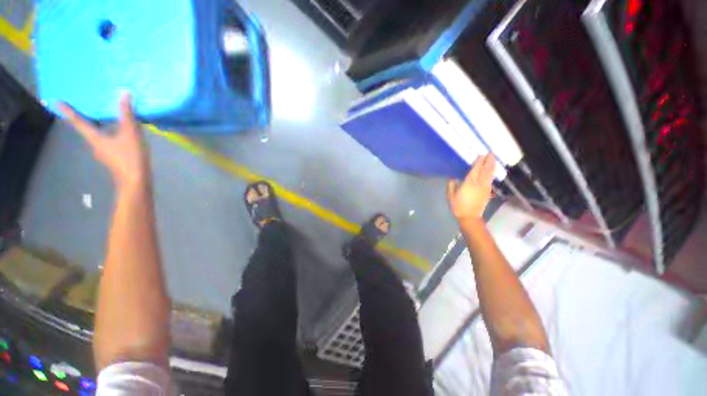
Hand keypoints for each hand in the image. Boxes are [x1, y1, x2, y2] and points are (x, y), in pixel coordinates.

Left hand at [59, 93, 149, 189]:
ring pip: (99, 136)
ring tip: (107, 119)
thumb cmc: (130, 157)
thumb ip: (127, 114)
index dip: (68, 111)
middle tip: (85, 107)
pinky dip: (112, 136)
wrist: (136, 181)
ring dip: (101, 127)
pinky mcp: (114, 159)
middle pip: (88, 129)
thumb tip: (124, 93)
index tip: (56, 102)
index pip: (78, 121)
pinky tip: (122, 135)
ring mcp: (104, 153)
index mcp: (94, 137)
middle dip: (86, 118)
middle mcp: (95, 145)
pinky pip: (109, 143)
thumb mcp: (130, 133)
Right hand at [447, 153, 495, 222]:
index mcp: (469, 183)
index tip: (482, 154)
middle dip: (489, 161)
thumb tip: (453, 178)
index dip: (479, 161)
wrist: (470, 217)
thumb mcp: (451, 196)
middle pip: (486, 170)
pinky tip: (492, 171)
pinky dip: (492, 173)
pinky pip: (490, 179)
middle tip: (491, 153)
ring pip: (490, 174)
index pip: (476, 169)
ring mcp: (485, 187)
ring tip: (493, 159)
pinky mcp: (488, 192)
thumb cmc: (458, 206)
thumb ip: (451, 185)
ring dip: (492, 165)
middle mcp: (479, 183)